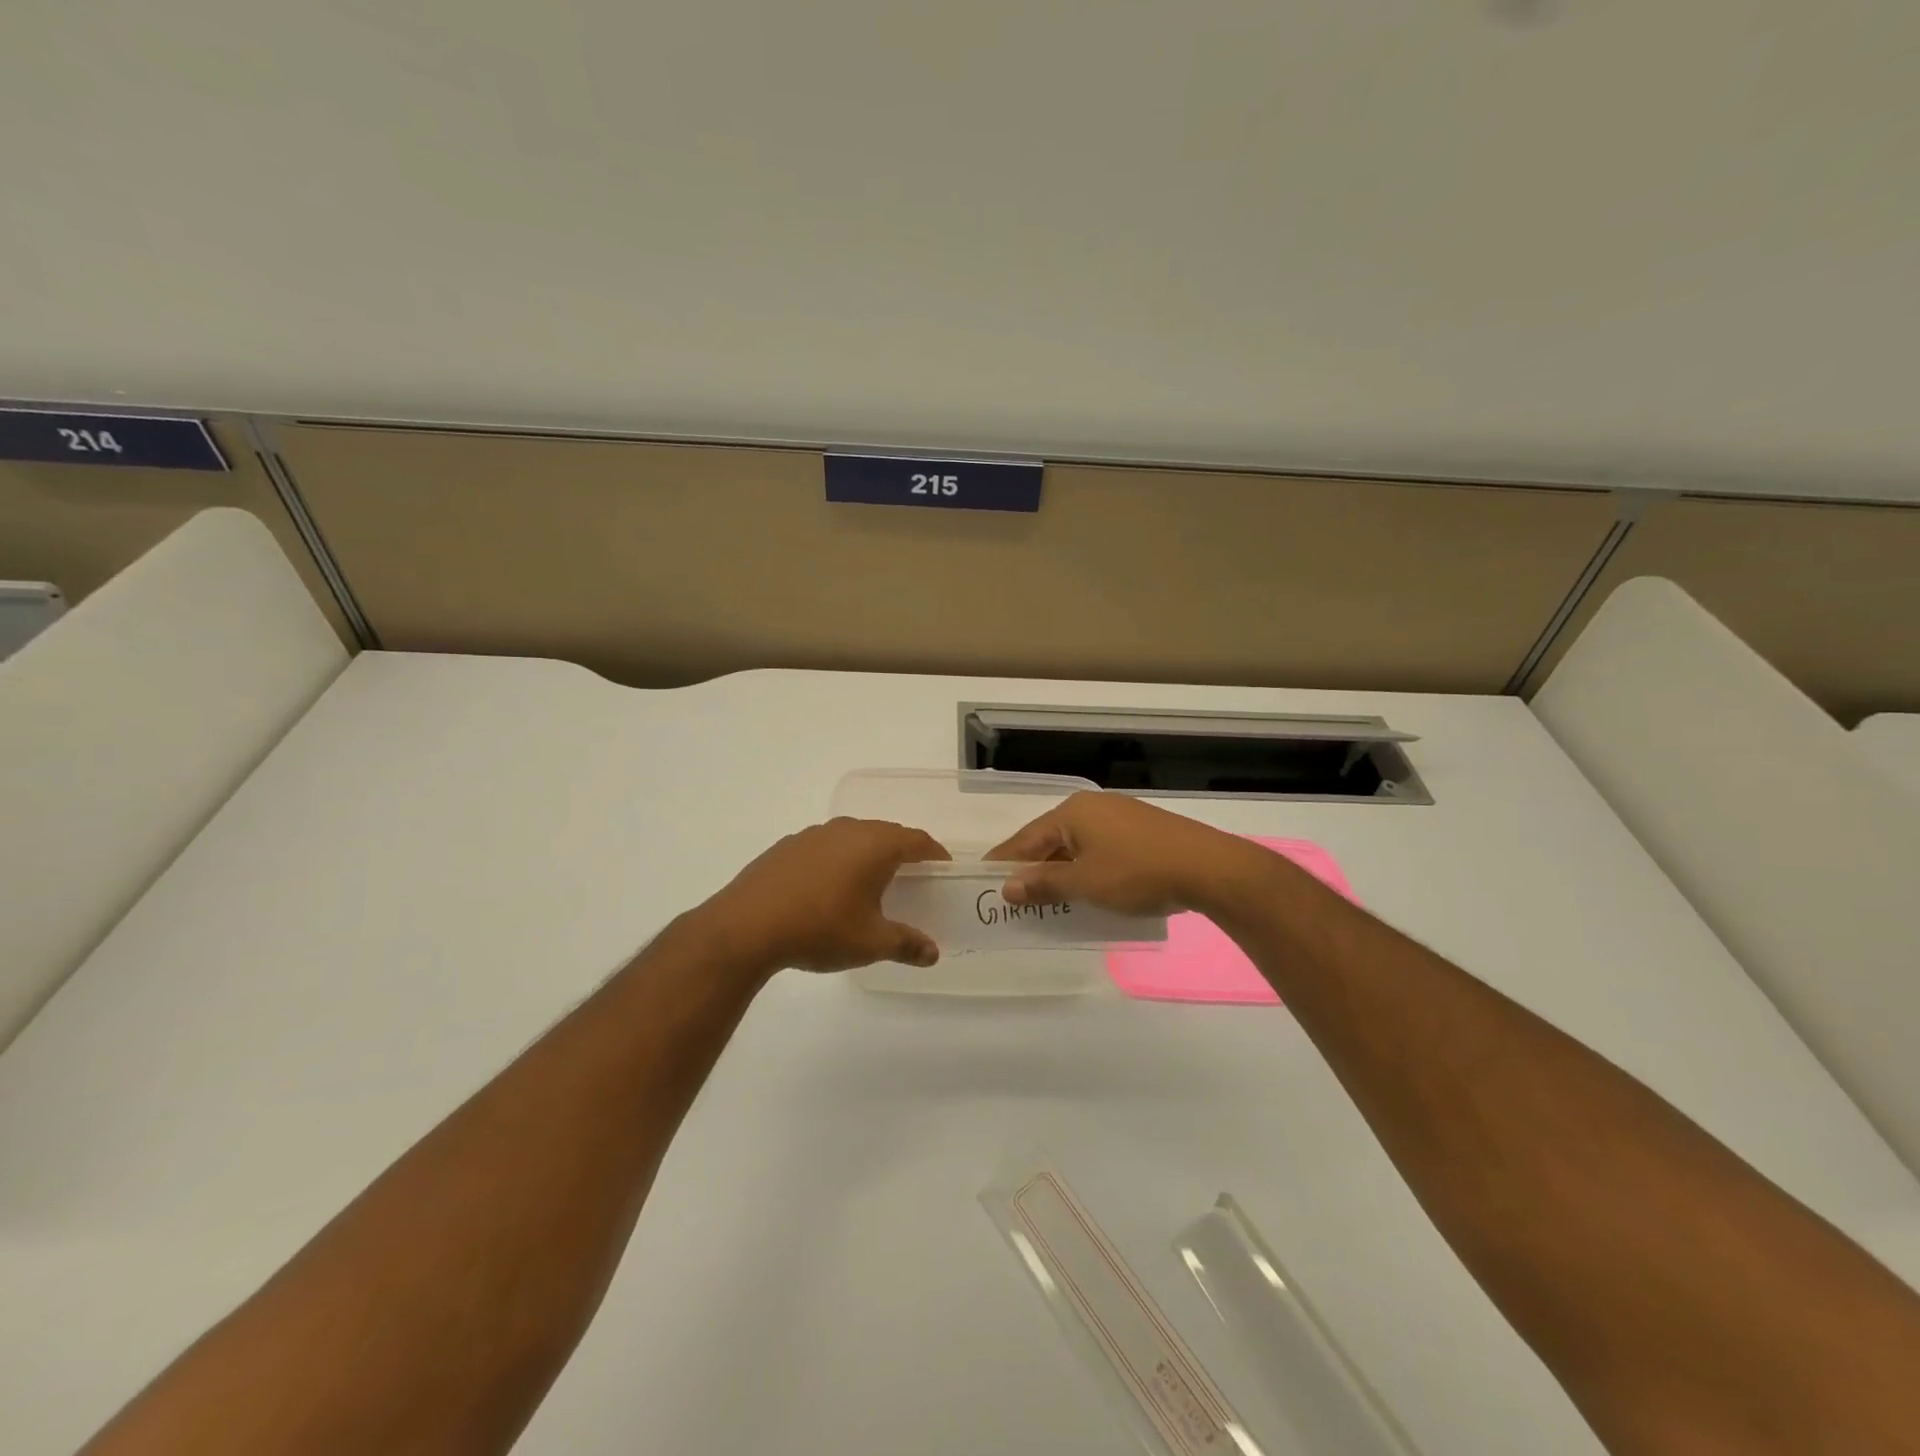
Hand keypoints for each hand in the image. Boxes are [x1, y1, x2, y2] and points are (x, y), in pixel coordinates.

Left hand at [697, 818, 948, 974]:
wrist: (746, 926)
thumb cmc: (820, 929)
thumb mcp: (870, 942)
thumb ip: (906, 944)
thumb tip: (933, 953)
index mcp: (875, 845)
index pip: (917, 840)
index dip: (934, 853)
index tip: (943, 868)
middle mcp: (847, 830)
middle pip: (887, 833)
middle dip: (903, 851)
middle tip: (914, 877)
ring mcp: (814, 834)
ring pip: (854, 836)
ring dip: (868, 853)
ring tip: (872, 882)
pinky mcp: (788, 845)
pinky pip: (826, 846)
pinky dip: (838, 859)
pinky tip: (829, 887)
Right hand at [983, 791, 1259, 916]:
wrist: (1208, 868)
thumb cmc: (1137, 873)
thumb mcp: (1084, 884)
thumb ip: (1044, 884)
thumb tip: (1008, 886)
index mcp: (1073, 812)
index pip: (1027, 838)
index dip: (1005, 860)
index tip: (983, 877)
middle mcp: (1093, 807)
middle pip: (1051, 839)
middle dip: (1033, 867)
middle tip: (1013, 895)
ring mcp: (1121, 816)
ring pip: (1078, 845)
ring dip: (1061, 870)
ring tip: (1047, 898)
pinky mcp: (1143, 830)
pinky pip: (1101, 848)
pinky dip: (1087, 869)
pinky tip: (1087, 890)